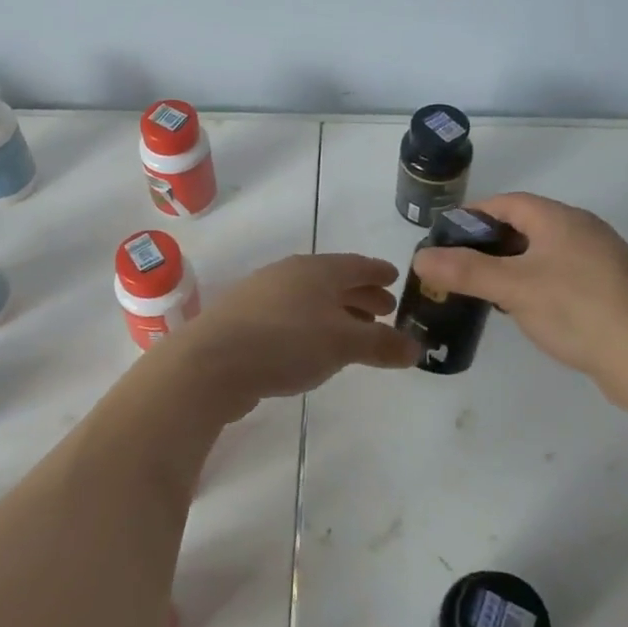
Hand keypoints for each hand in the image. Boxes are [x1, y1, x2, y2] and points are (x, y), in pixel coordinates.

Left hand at [153, 253, 420, 421]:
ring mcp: (262, 294)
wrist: (212, 362)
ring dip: (336, 311)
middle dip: (360, 294)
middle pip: (333, 280)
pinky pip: (290, 315)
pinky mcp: (244, 319)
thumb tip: (415, 347)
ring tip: (354, 331)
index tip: (395, 277)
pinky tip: (312, 346)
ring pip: (310, 298)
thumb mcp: (342, 344)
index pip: (357, 265)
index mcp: (316, 270)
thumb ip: (381, 344)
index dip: (378, 272)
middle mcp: (289, 274)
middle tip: (384, 309)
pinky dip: (311, 325)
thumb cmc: (286, 343)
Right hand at [410, 193, 627, 385]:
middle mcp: (583, 231)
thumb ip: (464, 270)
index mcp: (560, 219)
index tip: (444, 237)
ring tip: (485, 289)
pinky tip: (526, 309)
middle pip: (525, 225)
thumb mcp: (513, 288)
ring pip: (544, 252)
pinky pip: (563, 275)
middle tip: (458, 267)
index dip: (472, 215)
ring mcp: (602, 261)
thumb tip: (420, 258)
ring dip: (512, 265)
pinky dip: (536, 283)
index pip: (507, 203)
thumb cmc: (578, 310)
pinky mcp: (612, 290)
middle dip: (489, 243)